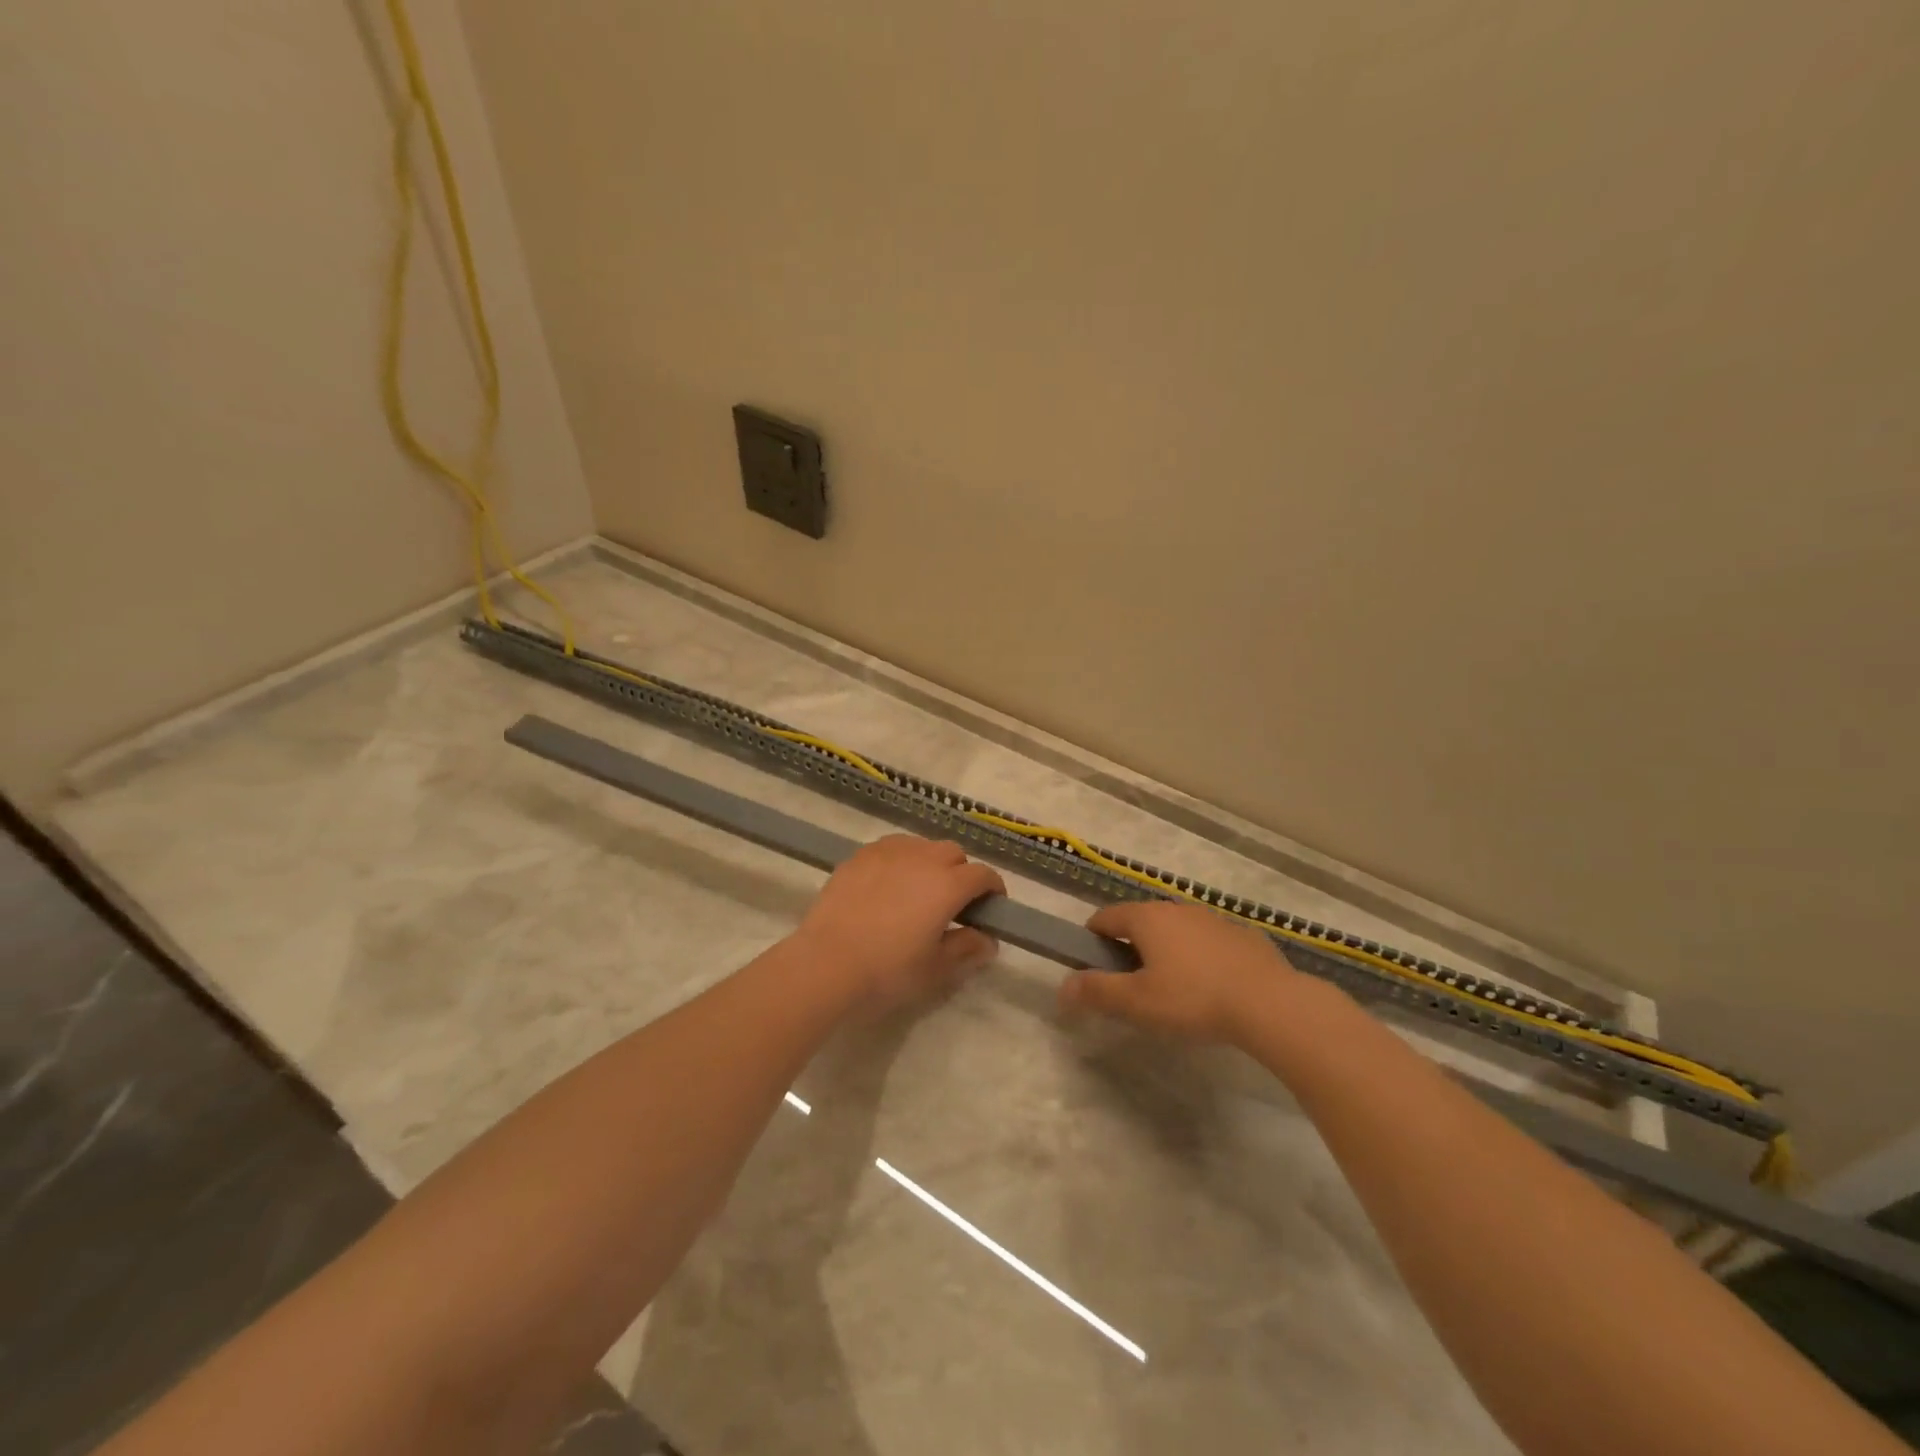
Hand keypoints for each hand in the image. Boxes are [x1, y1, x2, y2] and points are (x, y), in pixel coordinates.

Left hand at [794, 836, 1005, 1009]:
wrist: (825, 963)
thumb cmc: (887, 970)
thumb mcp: (935, 969)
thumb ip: (966, 949)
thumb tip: (988, 941)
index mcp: (948, 884)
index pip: (983, 875)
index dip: (993, 890)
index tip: (991, 909)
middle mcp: (922, 858)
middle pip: (953, 853)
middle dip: (961, 873)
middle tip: (953, 904)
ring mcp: (888, 852)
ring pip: (921, 846)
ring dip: (930, 862)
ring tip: (919, 891)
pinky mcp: (859, 856)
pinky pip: (891, 848)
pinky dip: (900, 861)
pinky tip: (889, 885)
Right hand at [1058, 900, 1293, 1043]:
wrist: (1271, 1004)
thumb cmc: (1193, 999)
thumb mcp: (1137, 1002)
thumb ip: (1096, 992)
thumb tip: (1061, 987)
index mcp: (1147, 918)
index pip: (1105, 918)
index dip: (1092, 940)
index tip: (1094, 969)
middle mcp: (1177, 909)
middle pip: (1141, 922)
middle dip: (1130, 948)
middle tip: (1132, 987)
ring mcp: (1213, 919)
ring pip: (1176, 931)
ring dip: (1167, 952)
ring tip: (1173, 990)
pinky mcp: (1243, 936)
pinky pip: (1208, 943)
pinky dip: (1200, 958)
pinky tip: (1212, 989)